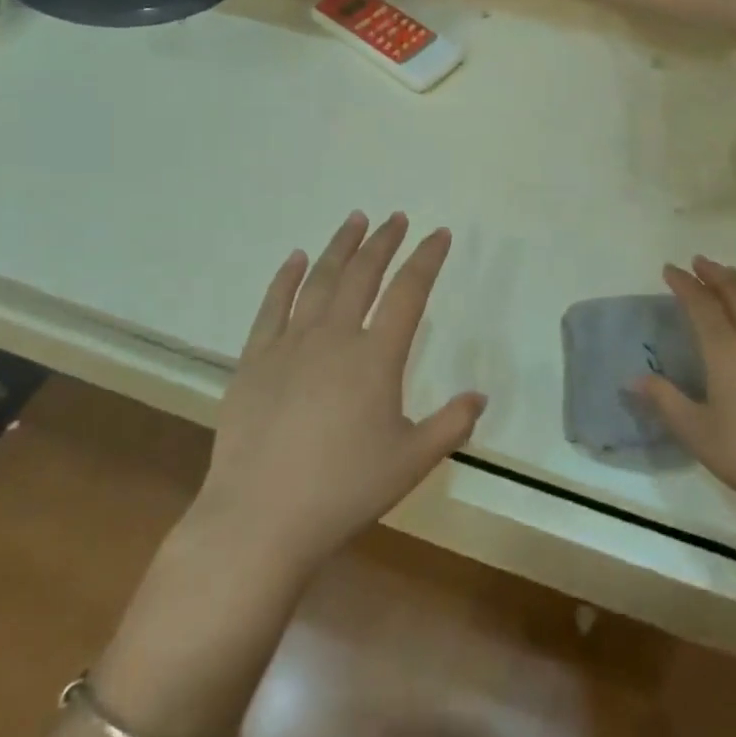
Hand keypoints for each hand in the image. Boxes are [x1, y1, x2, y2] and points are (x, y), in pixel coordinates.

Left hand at [186, 211, 486, 584]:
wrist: (260, 518)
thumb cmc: (343, 491)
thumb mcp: (410, 462)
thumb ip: (450, 425)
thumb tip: (479, 396)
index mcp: (376, 357)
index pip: (409, 292)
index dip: (427, 258)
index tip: (439, 233)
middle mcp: (335, 336)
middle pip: (363, 273)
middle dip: (383, 241)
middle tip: (396, 218)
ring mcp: (291, 343)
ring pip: (320, 279)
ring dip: (340, 246)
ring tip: (355, 220)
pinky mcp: (255, 358)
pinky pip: (273, 305)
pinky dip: (287, 277)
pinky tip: (296, 258)